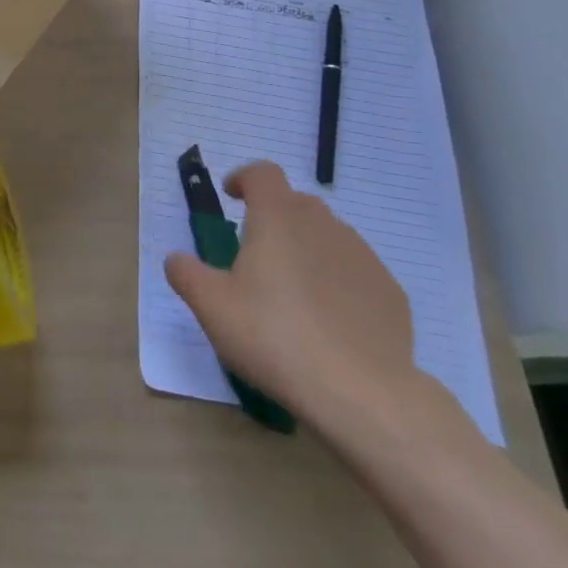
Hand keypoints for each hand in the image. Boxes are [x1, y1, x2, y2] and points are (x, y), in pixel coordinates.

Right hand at [165, 161, 420, 431]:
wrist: (362, 394)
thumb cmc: (274, 336)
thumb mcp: (211, 306)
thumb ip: (186, 273)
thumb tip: (177, 259)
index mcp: (278, 218)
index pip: (263, 174)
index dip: (244, 179)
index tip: (231, 198)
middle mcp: (323, 226)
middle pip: (297, 203)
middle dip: (275, 216)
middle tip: (257, 252)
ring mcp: (363, 258)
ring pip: (329, 236)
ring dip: (308, 248)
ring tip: (293, 290)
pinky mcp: (391, 294)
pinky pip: (356, 272)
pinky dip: (338, 281)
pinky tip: (329, 321)